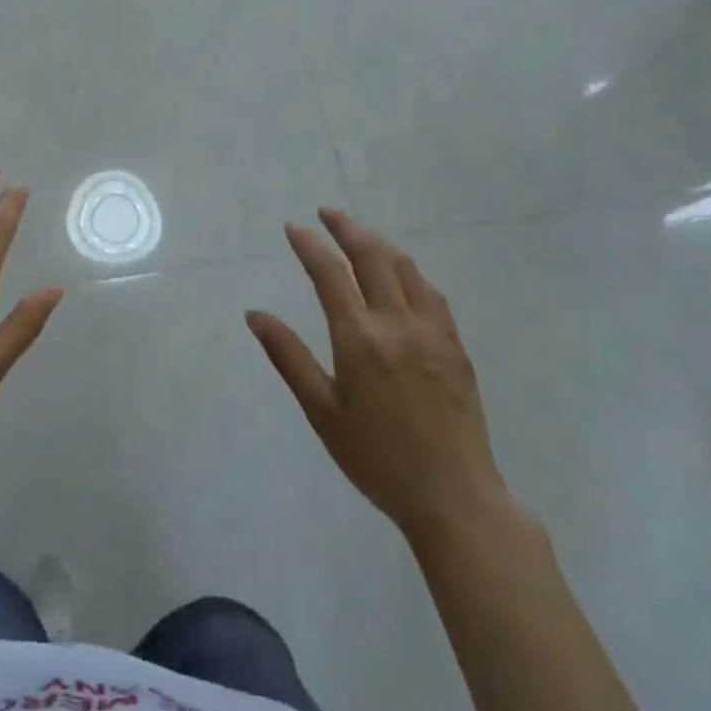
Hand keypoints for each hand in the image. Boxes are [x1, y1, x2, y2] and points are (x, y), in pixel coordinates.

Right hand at [247, 208, 508, 540]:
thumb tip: (255, 315)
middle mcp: (397, 323)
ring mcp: (432, 331)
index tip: (293, 226)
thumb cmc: (377, 458)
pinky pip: (431, 292)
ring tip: (359, 234)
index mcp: (360, 338)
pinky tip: (402, 275)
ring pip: (405, 267)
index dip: (309, 244)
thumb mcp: (322, 411)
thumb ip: (288, 357)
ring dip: (379, 243)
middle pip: (372, 256)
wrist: (454, 496)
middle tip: (327, 213)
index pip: (329, 273)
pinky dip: (409, 271)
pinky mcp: (456, 345)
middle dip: (346, 228)